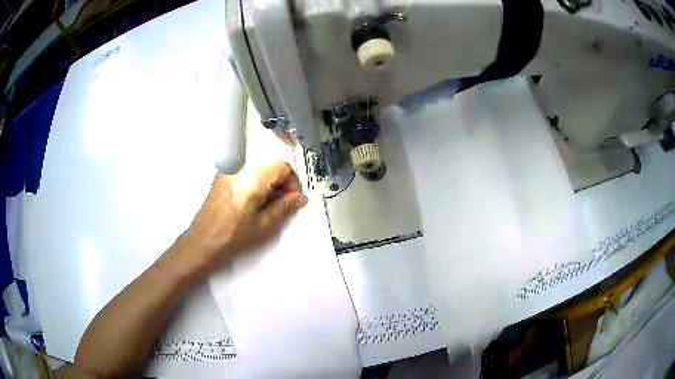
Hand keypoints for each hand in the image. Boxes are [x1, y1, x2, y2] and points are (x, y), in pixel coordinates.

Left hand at [175, 161, 307, 274]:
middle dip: (280, 181)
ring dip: (268, 181)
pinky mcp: (222, 175)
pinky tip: (252, 200)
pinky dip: (254, 181)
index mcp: (253, 177)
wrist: (203, 241)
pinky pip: (246, 171)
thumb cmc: (233, 236)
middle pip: (270, 164)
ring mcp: (229, 169)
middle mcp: (240, 167)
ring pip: (258, 167)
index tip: (292, 199)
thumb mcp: (264, 224)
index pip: (282, 167)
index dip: (292, 182)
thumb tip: (300, 197)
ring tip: (266, 204)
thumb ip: (284, 206)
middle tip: (281, 203)